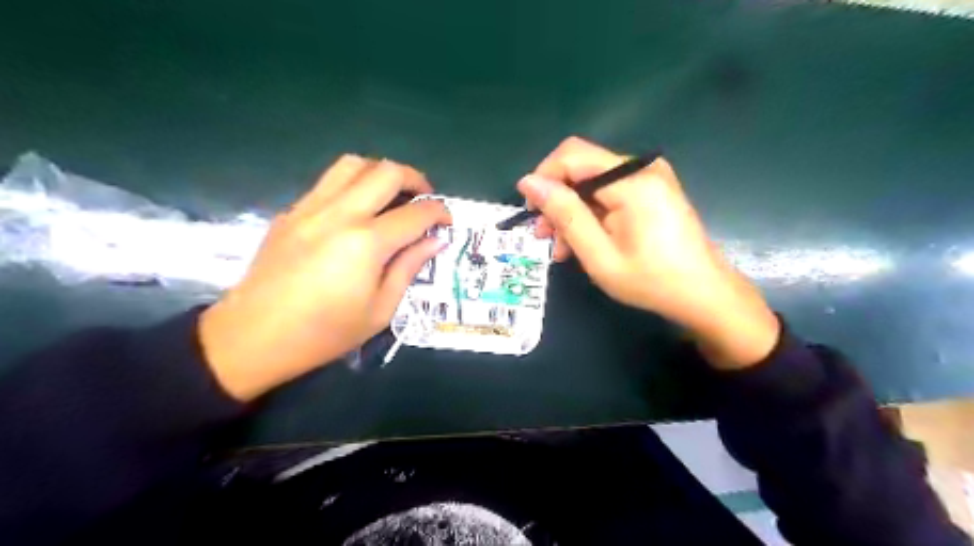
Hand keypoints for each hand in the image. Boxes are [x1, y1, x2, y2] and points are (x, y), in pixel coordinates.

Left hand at [202, 157, 457, 398]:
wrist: (254, 337)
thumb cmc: (325, 333)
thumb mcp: (380, 310)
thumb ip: (409, 268)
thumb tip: (435, 240)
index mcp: (366, 243)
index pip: (416, 212)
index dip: (439, 212)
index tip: (447, 222)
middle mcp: (340, 214)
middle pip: (387, 172)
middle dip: (416, 179)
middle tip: (425, 199)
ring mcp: (311, 208)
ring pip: (353, 164)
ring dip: (381, 172)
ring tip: (392, 194)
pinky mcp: (291, 212)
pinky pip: (329, 181)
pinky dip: (353, 184)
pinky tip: (358, 209)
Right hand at [520, 136, 782, 368]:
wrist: (703, 294)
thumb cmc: (650, 281)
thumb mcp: (598, 254)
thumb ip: (564, 214)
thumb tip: (529, 182)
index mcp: (632, 181)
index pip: (572, 156)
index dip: (543, 178)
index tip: (530, 212)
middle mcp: (642, 168)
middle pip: (581, 167)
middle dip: (556, 199)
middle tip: (544, 236)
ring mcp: (650, 177)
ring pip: (591, 181)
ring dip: (571, 210)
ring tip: (561, 248)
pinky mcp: (652, 188)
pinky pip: (609, 191)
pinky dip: (591, 212)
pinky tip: (583, 241)